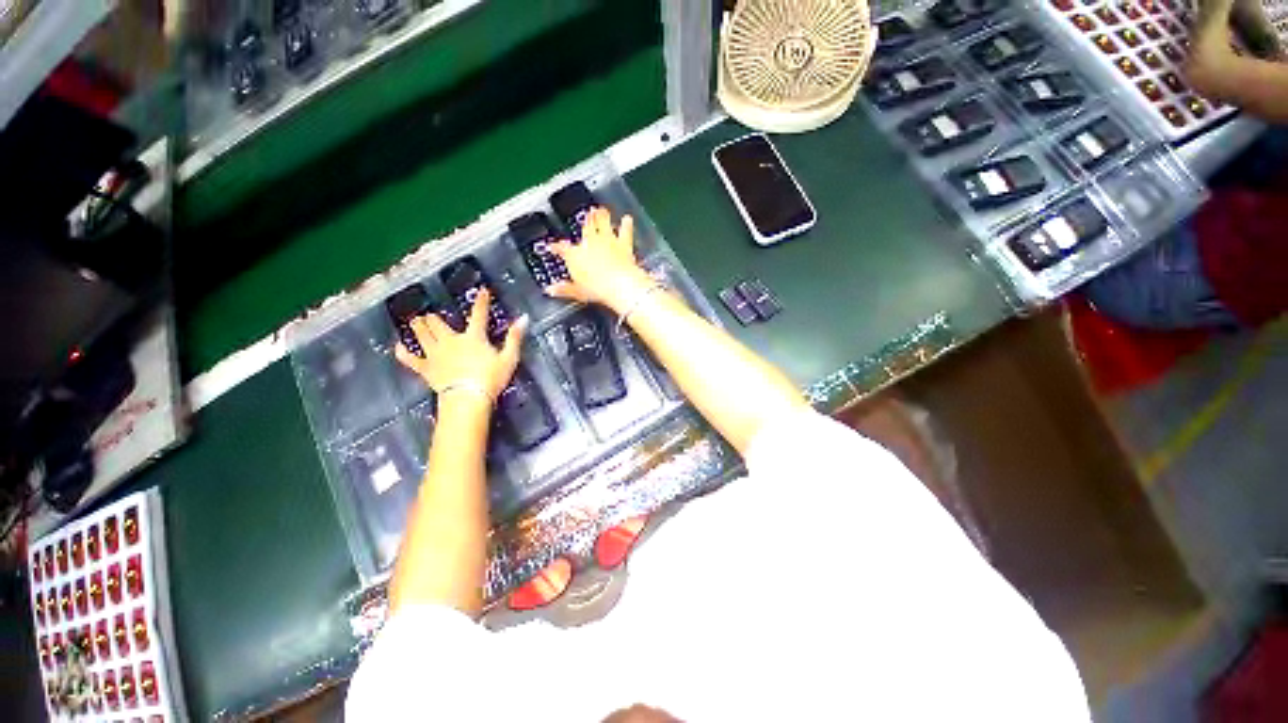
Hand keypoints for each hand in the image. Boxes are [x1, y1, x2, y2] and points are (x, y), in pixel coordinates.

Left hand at [394, 288, 526, 403]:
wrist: (468, 398)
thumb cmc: (491, 378)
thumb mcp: (509, 358)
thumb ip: (515, 337)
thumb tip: (524, 318)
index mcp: (473, 337)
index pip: (479, 314)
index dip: (481, 302)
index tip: (482, 291)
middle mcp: (451, 341)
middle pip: (438, 324)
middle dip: (433, 318)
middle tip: (430, 315)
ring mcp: (435, 354)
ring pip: (422, 335)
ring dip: (418, 327)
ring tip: (416, 322)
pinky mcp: (426, 369)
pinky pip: (410, 359)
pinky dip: (403, 352)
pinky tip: (398, 347)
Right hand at [548, 207, 655, 313]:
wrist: (619, 284)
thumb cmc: (597, 289)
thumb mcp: (577, 292)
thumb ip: (564, 289)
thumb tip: (551, 290)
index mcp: (575, 255)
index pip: (561, 248)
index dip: (555, 246)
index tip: (552, 246)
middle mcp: (590, 243)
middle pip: (586, 228)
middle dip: (585, 221)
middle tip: (585, 214)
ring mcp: (607, 240)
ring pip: (603, 222)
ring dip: (602, 216)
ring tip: (601, 210)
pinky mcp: (623, 244)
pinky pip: (625, 231)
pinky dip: (626, 225)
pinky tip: (627, 219)